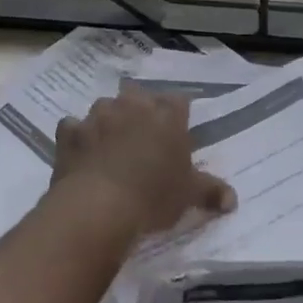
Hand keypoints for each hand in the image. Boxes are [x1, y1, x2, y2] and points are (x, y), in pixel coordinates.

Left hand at [51, 83, 234, 238]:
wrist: (99, 207)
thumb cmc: (153, 196)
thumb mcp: (189, 196)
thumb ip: (211, 192)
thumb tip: (233, 201)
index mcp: (167, 116)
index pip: (179, 101)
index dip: (177, 114)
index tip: (177, 131)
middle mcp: (132, 106)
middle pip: (139, 95)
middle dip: (141, 110)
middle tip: (144, 137)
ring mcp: (97, 116)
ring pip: (105, 107)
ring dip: (109, 120)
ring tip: (111, 144)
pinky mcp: (69, 132)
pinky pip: (73, 127)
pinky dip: (78, 136)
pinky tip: (82, 153)